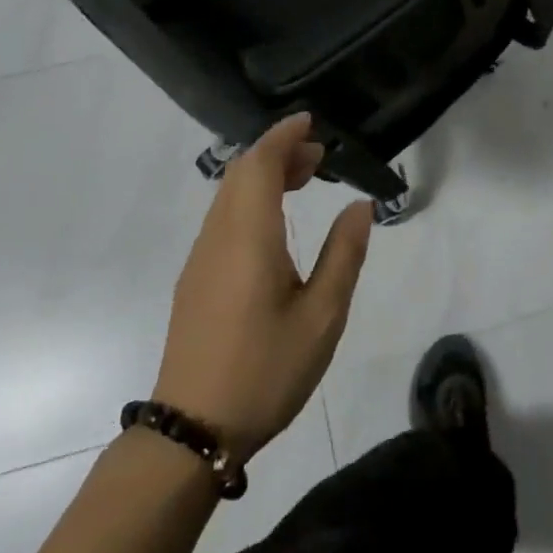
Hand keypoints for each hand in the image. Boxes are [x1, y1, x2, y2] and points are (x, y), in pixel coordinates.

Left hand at [153, 115, 372, 462]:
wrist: (192, 430)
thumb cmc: (265, 370)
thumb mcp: (322, 316)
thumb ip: (343, 254)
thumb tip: (360, 206)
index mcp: (248, 236)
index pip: (260, 163)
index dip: (284, 136)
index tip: (311, 122)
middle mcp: (218, 235)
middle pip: (242, 172)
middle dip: (279, 152)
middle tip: (320, 156)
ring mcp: (201, 256)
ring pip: (229, 193)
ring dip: (263, 175)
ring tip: (304, 180)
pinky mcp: (195, 277)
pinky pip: (223, 216)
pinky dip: (250, 198)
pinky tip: (275, 222)